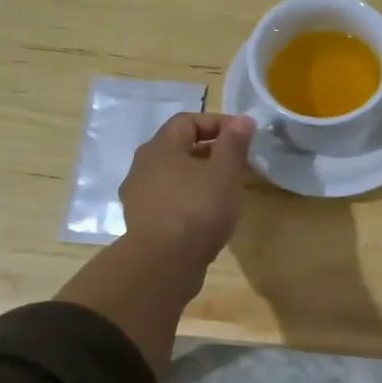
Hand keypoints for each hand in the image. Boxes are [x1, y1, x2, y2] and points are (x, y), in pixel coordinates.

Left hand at [120, 112, 254, 265]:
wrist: (164, 262)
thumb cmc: (198, 208)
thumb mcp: (225, 172)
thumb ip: (234, 144)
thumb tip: (242, 120)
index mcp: (160, 147)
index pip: (188, 121)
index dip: (217, 123)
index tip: (243, 135)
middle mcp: (143, 166)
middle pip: (178, 148)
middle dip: (209, 151)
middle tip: (237, 164)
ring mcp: (138, 196)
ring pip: (173, 176)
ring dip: (198, 178)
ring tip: (224, 191)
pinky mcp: (142, 222)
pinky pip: (169, 201)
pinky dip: (189, 200)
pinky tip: (207, 216)